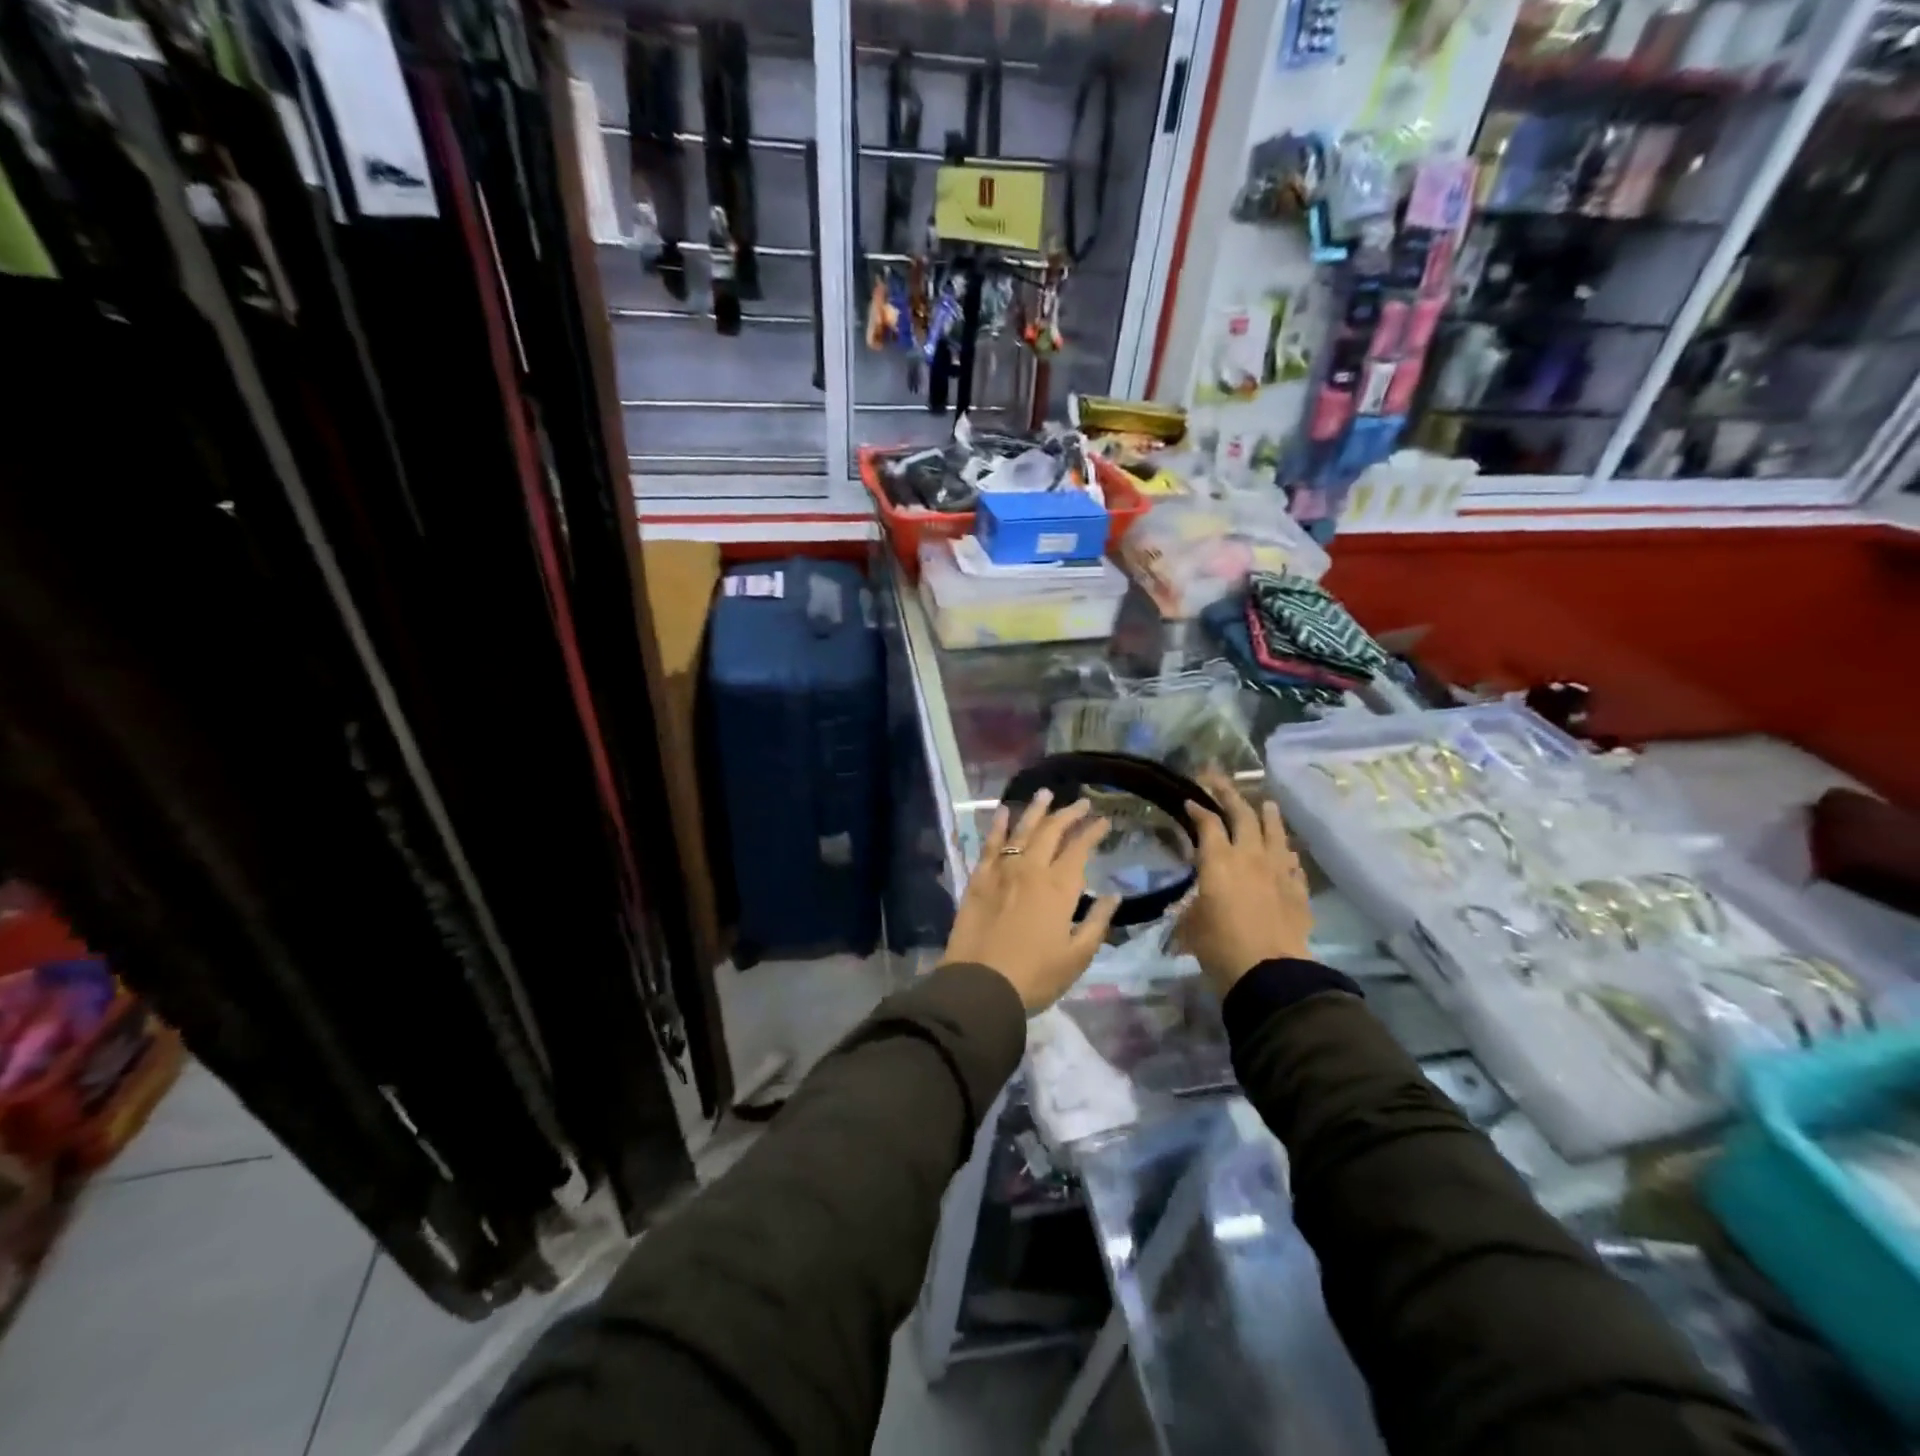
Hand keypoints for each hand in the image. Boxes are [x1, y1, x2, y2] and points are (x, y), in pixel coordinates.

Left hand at [943, 790, 1121, 1012]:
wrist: (980, 986)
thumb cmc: (1035, 977)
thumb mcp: (1077, 957)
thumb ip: (1097, 922)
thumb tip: (1114, 896)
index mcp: (1058, 888)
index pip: (1080, 849)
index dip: (1093, 832)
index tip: (1104, 821)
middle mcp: (1031, 870)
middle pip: (1052, 832)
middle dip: (1069, 814)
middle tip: (1081, 803)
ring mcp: (1001, 871)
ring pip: (1021, 830)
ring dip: (1036, 810)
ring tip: (1046, 793)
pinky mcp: (978, 879)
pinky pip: (990, 844)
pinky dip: (997, 825)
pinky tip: (1002, 812)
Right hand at [1179, 772, 1312, 996]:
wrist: (1269, 972)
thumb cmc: (1219, 947)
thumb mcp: (1191, 925)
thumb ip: (1191, 905)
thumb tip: (1193, 901)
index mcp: (1218, 861)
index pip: (1207, 823)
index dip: (1198, 808)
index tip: (1190, 800)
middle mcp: (1249, 856)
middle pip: (1242, 814)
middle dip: (1229, 794)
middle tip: (1219, 780)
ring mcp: (1278, 871)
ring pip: (1275, 832)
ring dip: (1268, 815)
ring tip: (1266, 803)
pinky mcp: (1298, 890)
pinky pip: (1292, 862)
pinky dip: (1286, 852)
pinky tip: (1285, 852)